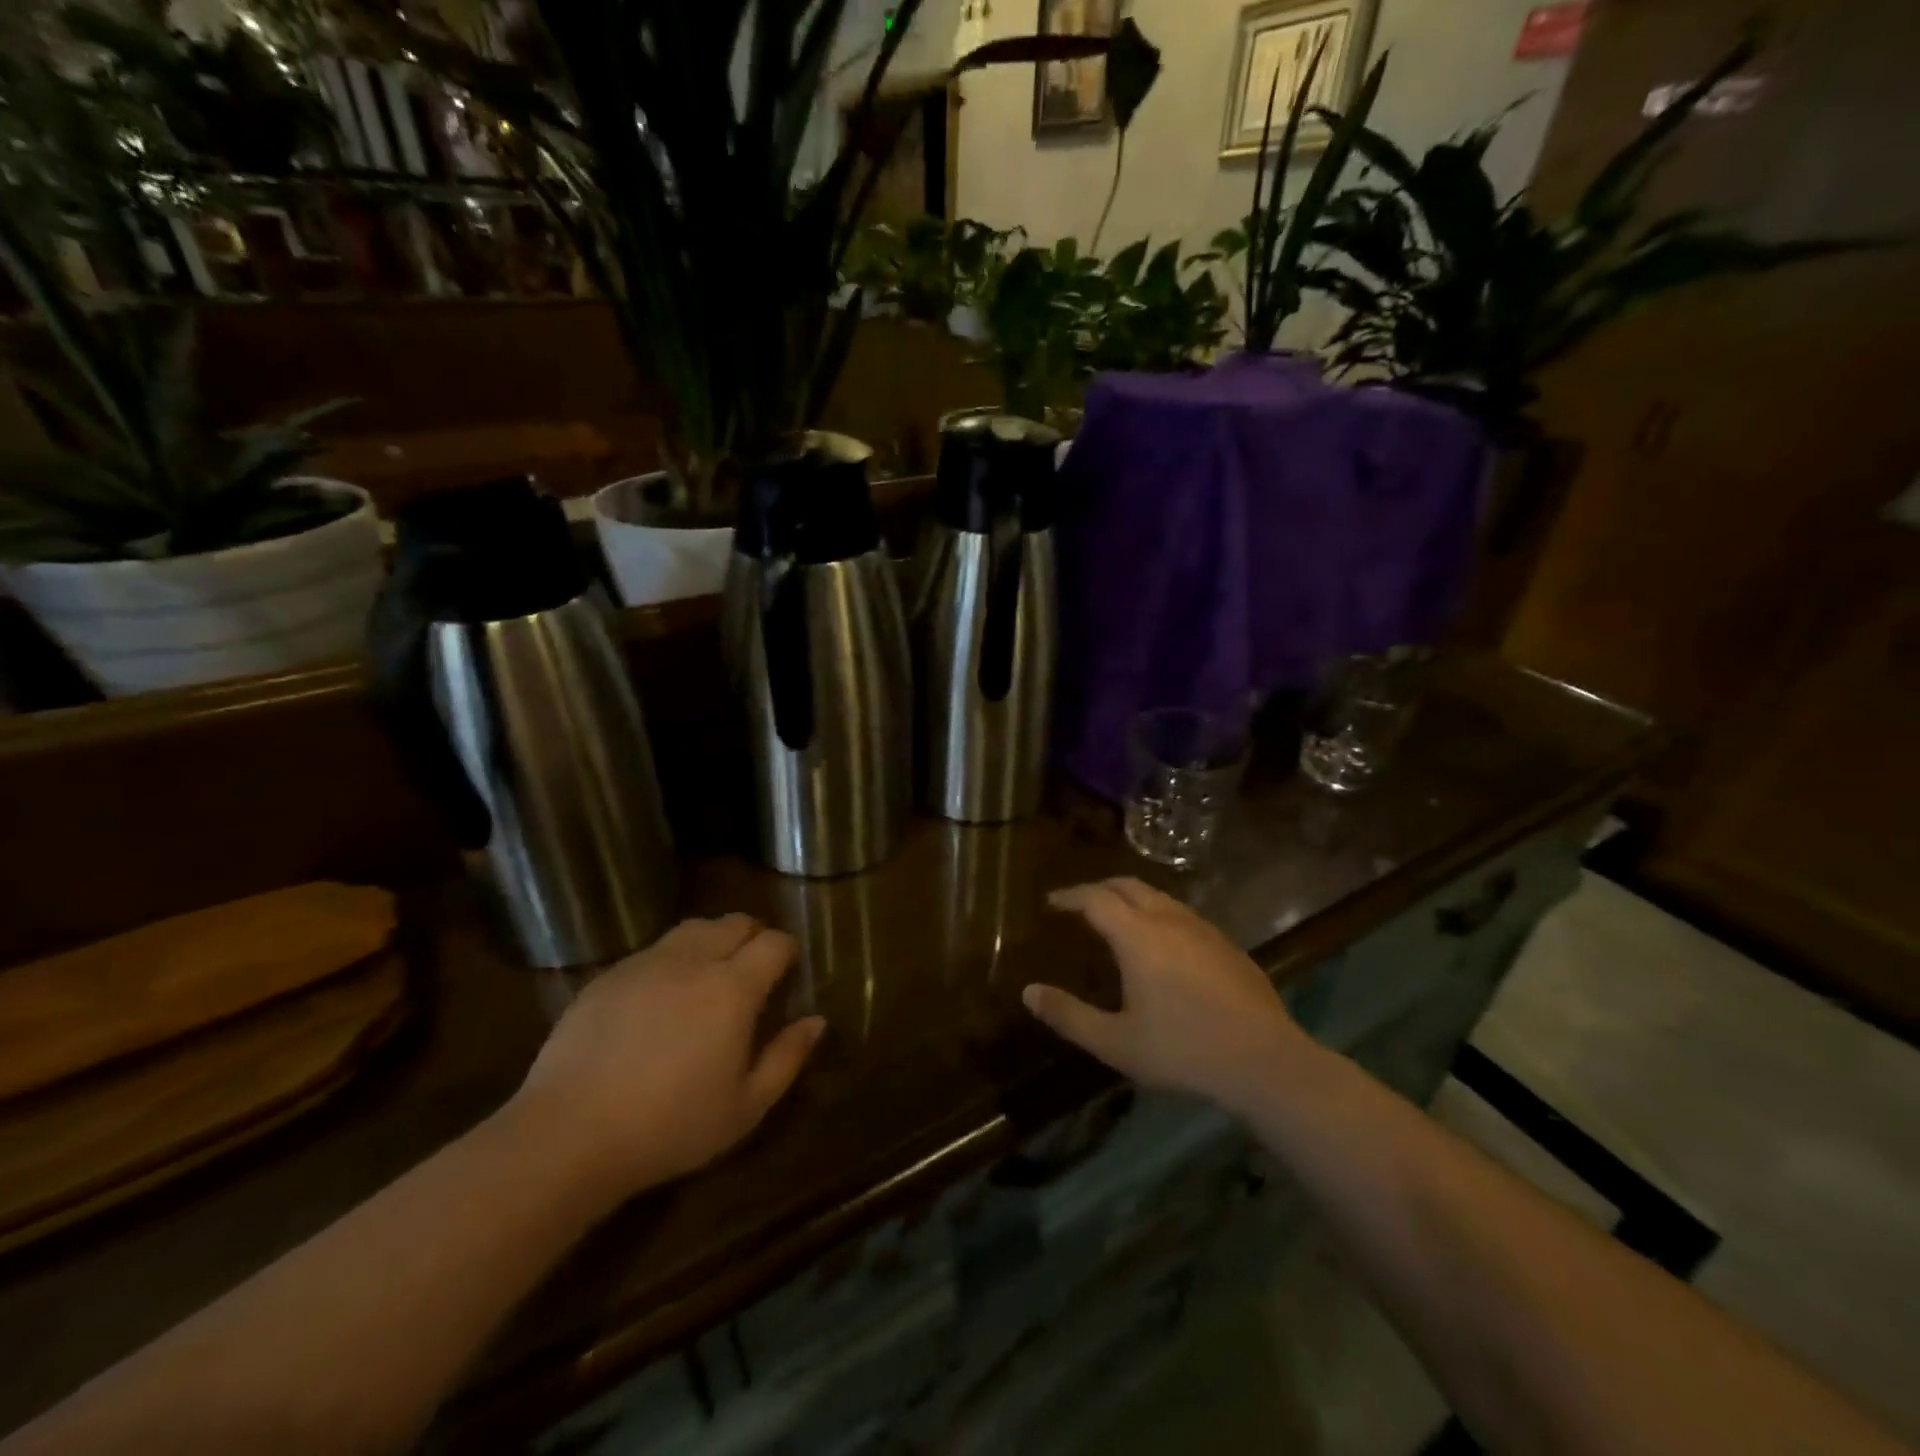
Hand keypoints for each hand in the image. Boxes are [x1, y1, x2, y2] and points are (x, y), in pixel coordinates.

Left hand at [508, 915, 824, 1199]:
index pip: (774, 942)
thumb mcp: (745, 1107)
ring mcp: (645, 963)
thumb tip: (816, 1020)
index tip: (788, 971)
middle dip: (753, 937)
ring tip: (710, 975)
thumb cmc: (670, 1126)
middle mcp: (692, 960)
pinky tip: (661, 999)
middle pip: (734, 923)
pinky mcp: (608, 976)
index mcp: (733, 987)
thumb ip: (787, 1058)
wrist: (568, 1135)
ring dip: (712, 941)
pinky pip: (652, 951)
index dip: (787, 950)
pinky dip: (671, 960)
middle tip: (754, 971)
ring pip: (692, 929)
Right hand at [1024, 877, 1310, 1114]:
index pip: (1095, 898)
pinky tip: (1162, 944)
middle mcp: (1169, 920)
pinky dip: (1158, 914)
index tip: (1051, 901)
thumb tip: (1028, 992)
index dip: (1069, 896)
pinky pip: (1182, 914)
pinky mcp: (1227, 944)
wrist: (1265, 1061)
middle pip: (1127, 885)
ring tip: (1117, 919)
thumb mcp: (1116, 1042)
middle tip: (1079, 904)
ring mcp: (1203, 929)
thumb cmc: (1183, 1051)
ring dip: (1131, 898)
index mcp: (1138, 936)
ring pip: (1159, 897)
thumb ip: (1069, 1015)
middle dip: (1098, 888)